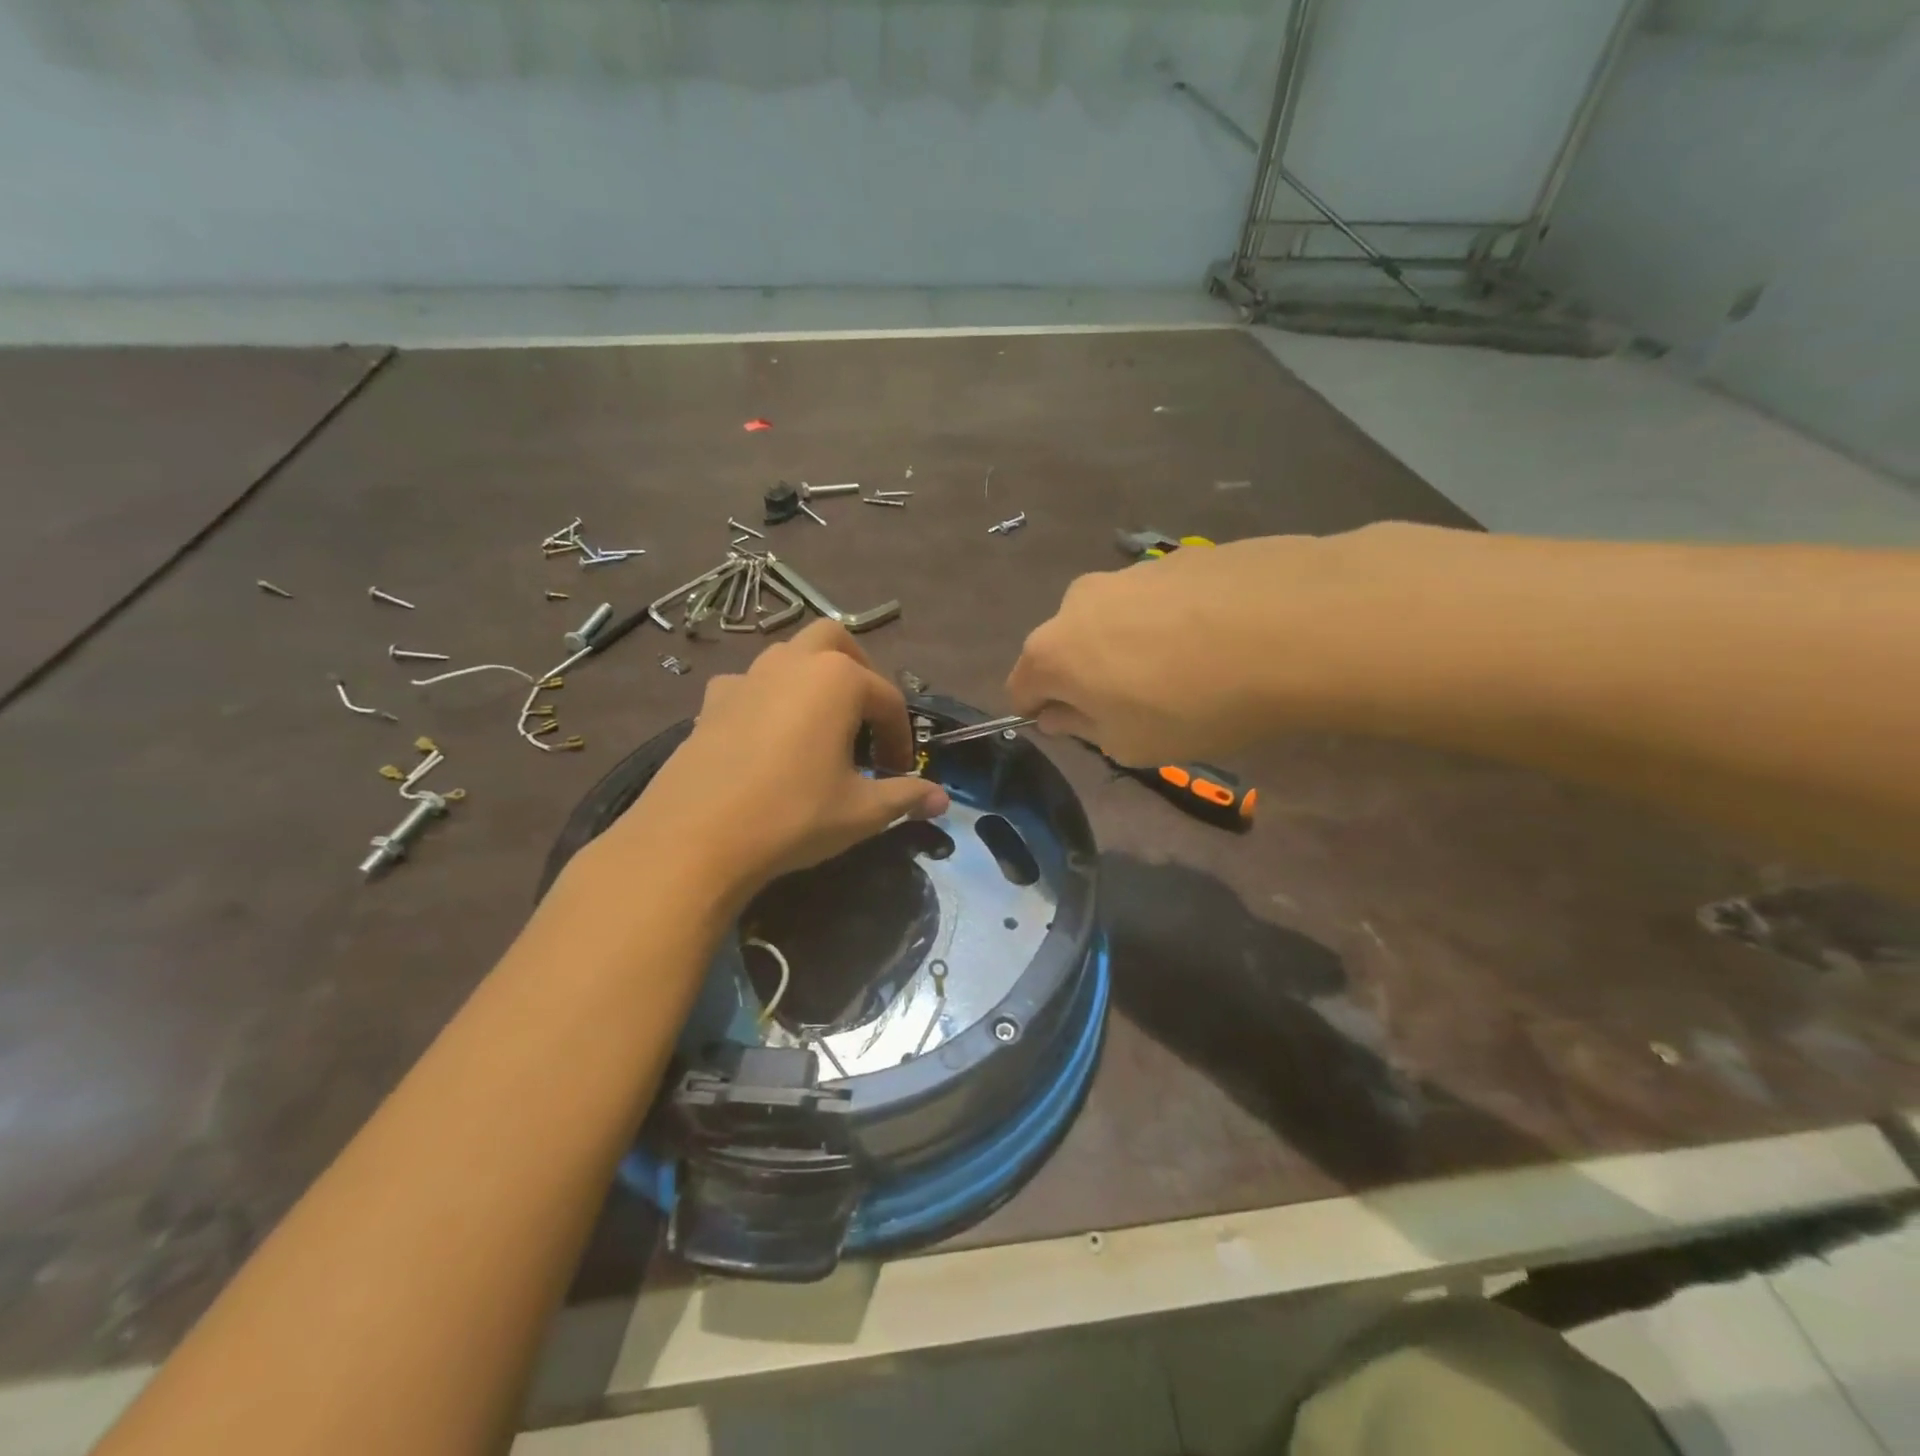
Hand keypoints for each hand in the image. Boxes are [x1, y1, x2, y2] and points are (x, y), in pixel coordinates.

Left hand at [590, 621, 948, 901]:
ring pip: (789, 655)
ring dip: (813, 678)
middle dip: (860, 670)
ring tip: (820, 726)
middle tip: (866, 716)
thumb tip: (941, 799)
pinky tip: (767, 735)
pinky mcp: (712, 701)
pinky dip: (769, 697)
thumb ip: (906, 796)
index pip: (888, 699)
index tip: (900, 771)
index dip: (900, 736)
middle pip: (836, 641)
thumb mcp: (861, 811)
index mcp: (837, 679)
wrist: (696, 838)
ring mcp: (746, 677)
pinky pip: (751, 684)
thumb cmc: (793, 816)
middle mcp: (792, 662)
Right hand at [1006, 525, 1472, 764]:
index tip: (1076, 728)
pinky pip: (1159, 599)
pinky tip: (1219, 640)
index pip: (1021, 686)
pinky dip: (1172, 622)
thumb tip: (1059, 712)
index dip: (1042, 711)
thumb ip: (1082, 729)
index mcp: (1053, 650)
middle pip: (1067, 646)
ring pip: (1113, 619)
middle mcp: (1079, 601)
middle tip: (1138, 704)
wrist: (1295, 626)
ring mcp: (1131, 572)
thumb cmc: (1195, 704)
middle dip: (1088, 675)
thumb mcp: (1131, 744)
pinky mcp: (1181, 556)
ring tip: (1188, 670)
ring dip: (1131, 645)